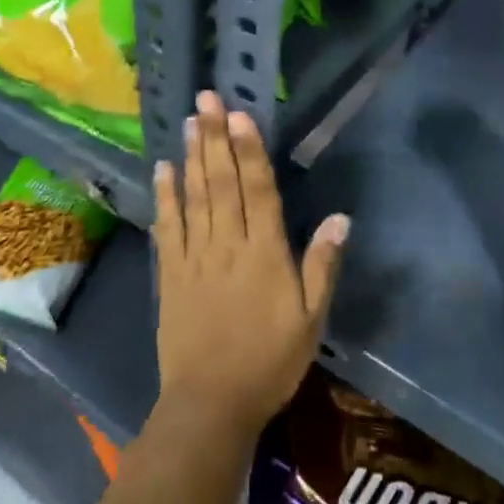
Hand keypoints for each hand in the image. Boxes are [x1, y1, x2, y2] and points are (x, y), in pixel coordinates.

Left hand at [152, 90, 347, 441]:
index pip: (258, 190)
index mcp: (265, 254)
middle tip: (206, 99)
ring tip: (188, 121)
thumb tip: (339, 218)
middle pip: (221, 182)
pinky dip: (165, 196)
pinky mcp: (170, 274)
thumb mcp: (310, 320)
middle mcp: (228, 245)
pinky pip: (167, 227)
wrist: (211, 404)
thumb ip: (322, 265)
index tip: (239, 114)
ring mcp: (195, 257)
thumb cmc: (269, 362)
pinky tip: (163, 169)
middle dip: (214, 138)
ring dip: (191, 156)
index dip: (249, 150)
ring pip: (194, 197)